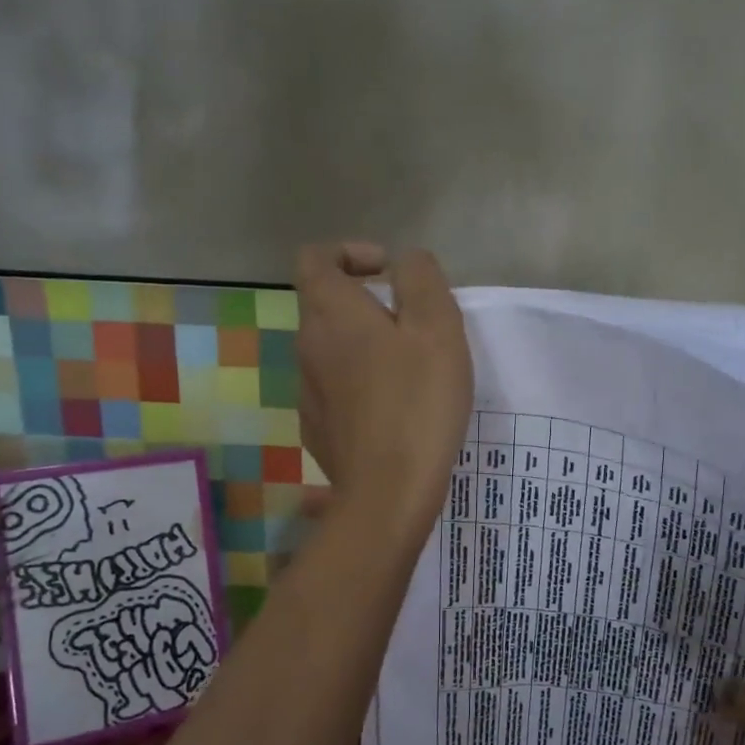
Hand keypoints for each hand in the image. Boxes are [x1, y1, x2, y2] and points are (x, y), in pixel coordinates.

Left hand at [294, 242, 472, 537]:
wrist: (389, 491)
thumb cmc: (418, 400)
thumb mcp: (437, 326)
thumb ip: (420, 279)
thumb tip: (405, 261)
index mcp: (331, 312)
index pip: (315, 258)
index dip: (349, 253)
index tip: (388, 274)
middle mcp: (307, 345)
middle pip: (324, 305)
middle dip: (366, 303)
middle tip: (414, 325)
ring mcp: (306, 391)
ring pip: (331, 350)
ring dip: (365, 347)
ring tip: (410, 370)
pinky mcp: (317, 428)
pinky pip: (335, 390)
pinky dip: (360, 386)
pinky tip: (393, 411)